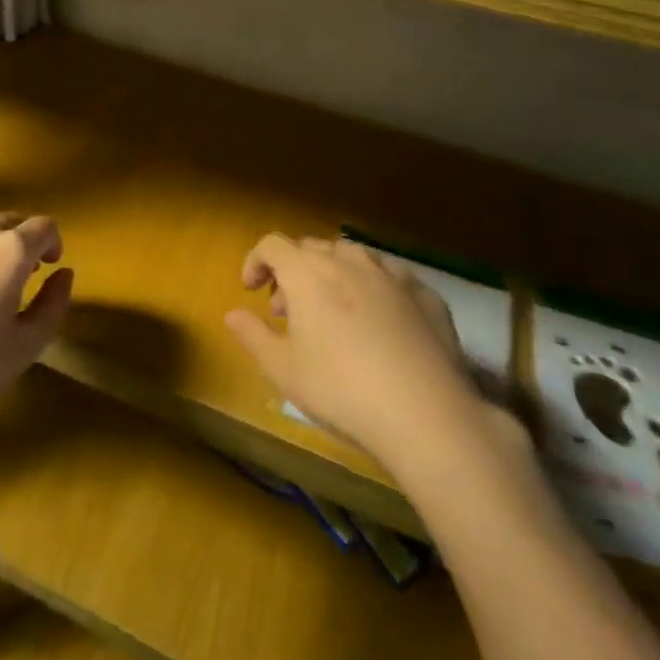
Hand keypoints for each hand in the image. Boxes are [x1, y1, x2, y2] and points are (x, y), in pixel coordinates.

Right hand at [226, 234, 521, 474]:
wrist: (426, 414)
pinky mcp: (428, 296)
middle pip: (312, 248)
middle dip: (293, 271)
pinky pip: (392, 279)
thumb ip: (252, 335)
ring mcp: (393, 276)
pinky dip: (375, 290)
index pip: (272, 245)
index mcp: (308, 273)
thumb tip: (232, 314)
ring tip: (334, 312)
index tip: (251, 290)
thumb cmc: (340, 389)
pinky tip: (381, 324)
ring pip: (354, 257)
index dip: (256, 261)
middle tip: (288, 311)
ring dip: (334, 274)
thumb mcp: (282, 370)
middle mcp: (349, 262)